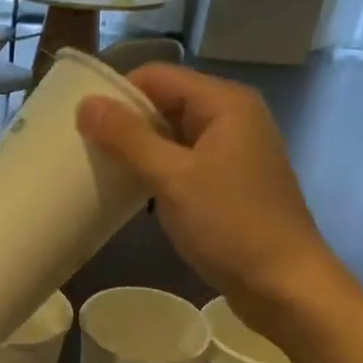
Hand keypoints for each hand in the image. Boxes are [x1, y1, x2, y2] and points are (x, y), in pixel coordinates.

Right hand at [77, 63, 327, 315]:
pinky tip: (131, 192)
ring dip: (137, 150)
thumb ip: (128, 138)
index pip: (157, 76)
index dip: (117, 93)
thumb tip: (85, 104)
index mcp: (225, 103)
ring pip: (172, 136)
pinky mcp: (228, 183)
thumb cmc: (231, 225)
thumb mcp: (173, 178)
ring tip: (98, 169)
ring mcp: (232, 152)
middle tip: (81, 147)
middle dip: (124, 122)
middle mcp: (232, 118)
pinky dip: (156, 171)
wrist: (284, 285)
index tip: (78, 121)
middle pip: (165, 103)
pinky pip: (183, 163)